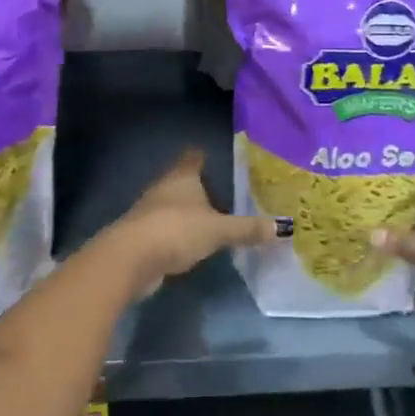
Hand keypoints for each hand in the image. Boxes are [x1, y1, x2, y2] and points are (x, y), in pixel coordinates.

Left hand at [103, 149, 275, 297]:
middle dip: (197, 187)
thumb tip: (283, 227)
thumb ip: (247, 229)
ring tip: (208, 221)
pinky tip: (189, 244)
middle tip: (221, 194)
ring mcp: (149, 212)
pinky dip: (177, 234)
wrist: (131, 258)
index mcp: (182, 177)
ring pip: (172, 206)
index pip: (193, 158)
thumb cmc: (177, 230)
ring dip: (186, 212)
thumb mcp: (218, 230)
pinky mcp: (142, 236)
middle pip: (181, 181)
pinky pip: (165, 229)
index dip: (202, 156)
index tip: (211, 157)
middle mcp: (164, 188)